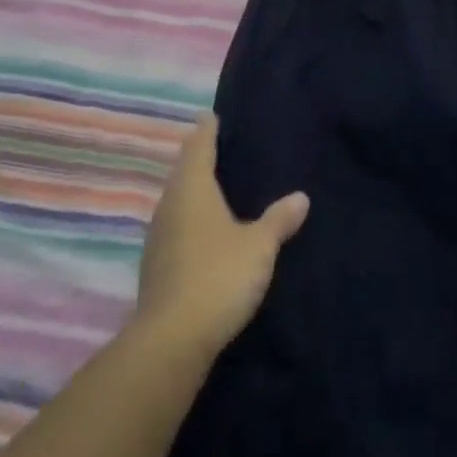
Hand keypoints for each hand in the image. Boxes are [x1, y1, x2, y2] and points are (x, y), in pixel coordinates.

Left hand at [135, 114, 309, 359]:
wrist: (172, 340)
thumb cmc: (218, 276)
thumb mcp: (259, 246)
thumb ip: (279, 220)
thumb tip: (301, 196)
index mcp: (192, 188)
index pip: (198, 145)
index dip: (207, 129)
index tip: (214, 116)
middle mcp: (169, 204)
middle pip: (184, 171)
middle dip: (201, 159)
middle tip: (225, 150)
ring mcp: (158, 236)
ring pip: (177, 200)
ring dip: (194, 191)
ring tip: (219, 188)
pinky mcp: (156, 265)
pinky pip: (175, 226)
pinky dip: (190, 219)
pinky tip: (207, 231)